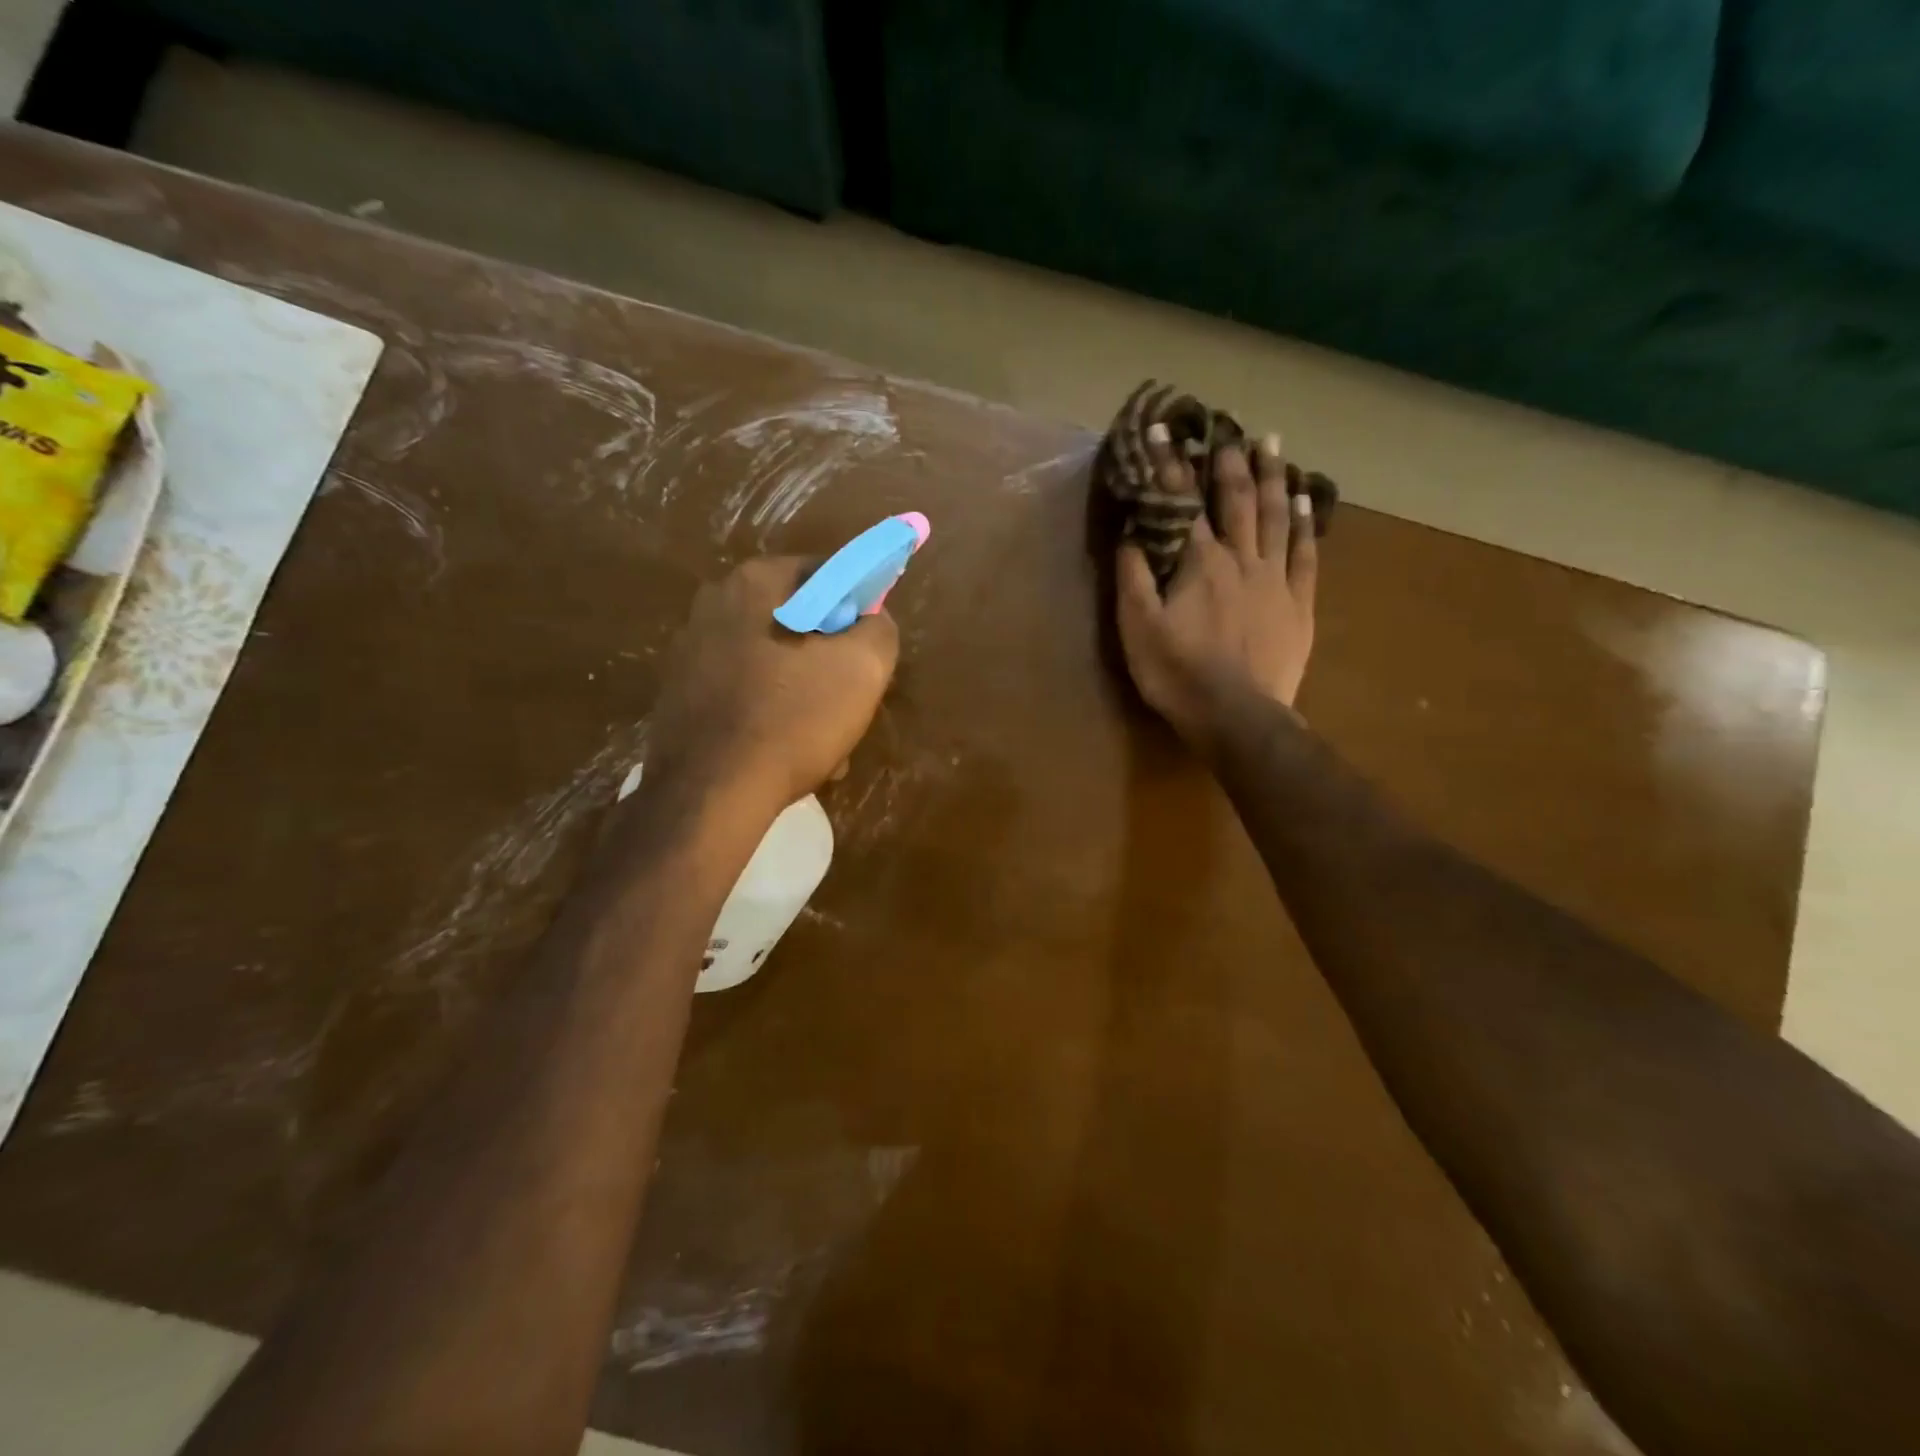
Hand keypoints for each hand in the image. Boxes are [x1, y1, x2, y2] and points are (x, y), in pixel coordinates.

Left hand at [646, 557, 898, 815]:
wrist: (710, 793)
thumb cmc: (792, 718)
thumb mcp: (863, 667)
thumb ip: (879, 628)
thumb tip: (871, 620)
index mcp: (755, 582)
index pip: (826, 573)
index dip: (858, 608)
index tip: (869, 652)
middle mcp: (714, 604)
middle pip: (798, 622)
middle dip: (830, 660)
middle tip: (850, 702)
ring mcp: (689, 651)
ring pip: (773, 663)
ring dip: (804, 694)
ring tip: (824, 741)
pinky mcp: (680, 695)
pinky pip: (744, 693)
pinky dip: (770, 715)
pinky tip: (785, 753)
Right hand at [1116, 428, 1318, 746]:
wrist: (1236, 716)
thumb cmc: (1178, 673)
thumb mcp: (1138, 627)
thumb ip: (1134, 576)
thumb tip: (1132, 531)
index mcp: (1199, 562)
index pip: (1183, 504)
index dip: (1171, 467)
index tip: (1163, 431)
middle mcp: (1241, 558)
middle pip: (1237, 500)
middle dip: (1229, 461)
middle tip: (1229, 427)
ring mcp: (1275, 578)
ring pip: (1276, 516)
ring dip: (1272, 477)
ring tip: (1272, 443)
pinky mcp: (1299, 603)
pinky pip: (1306, 552)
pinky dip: (1305, 522)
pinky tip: (1306, 498)